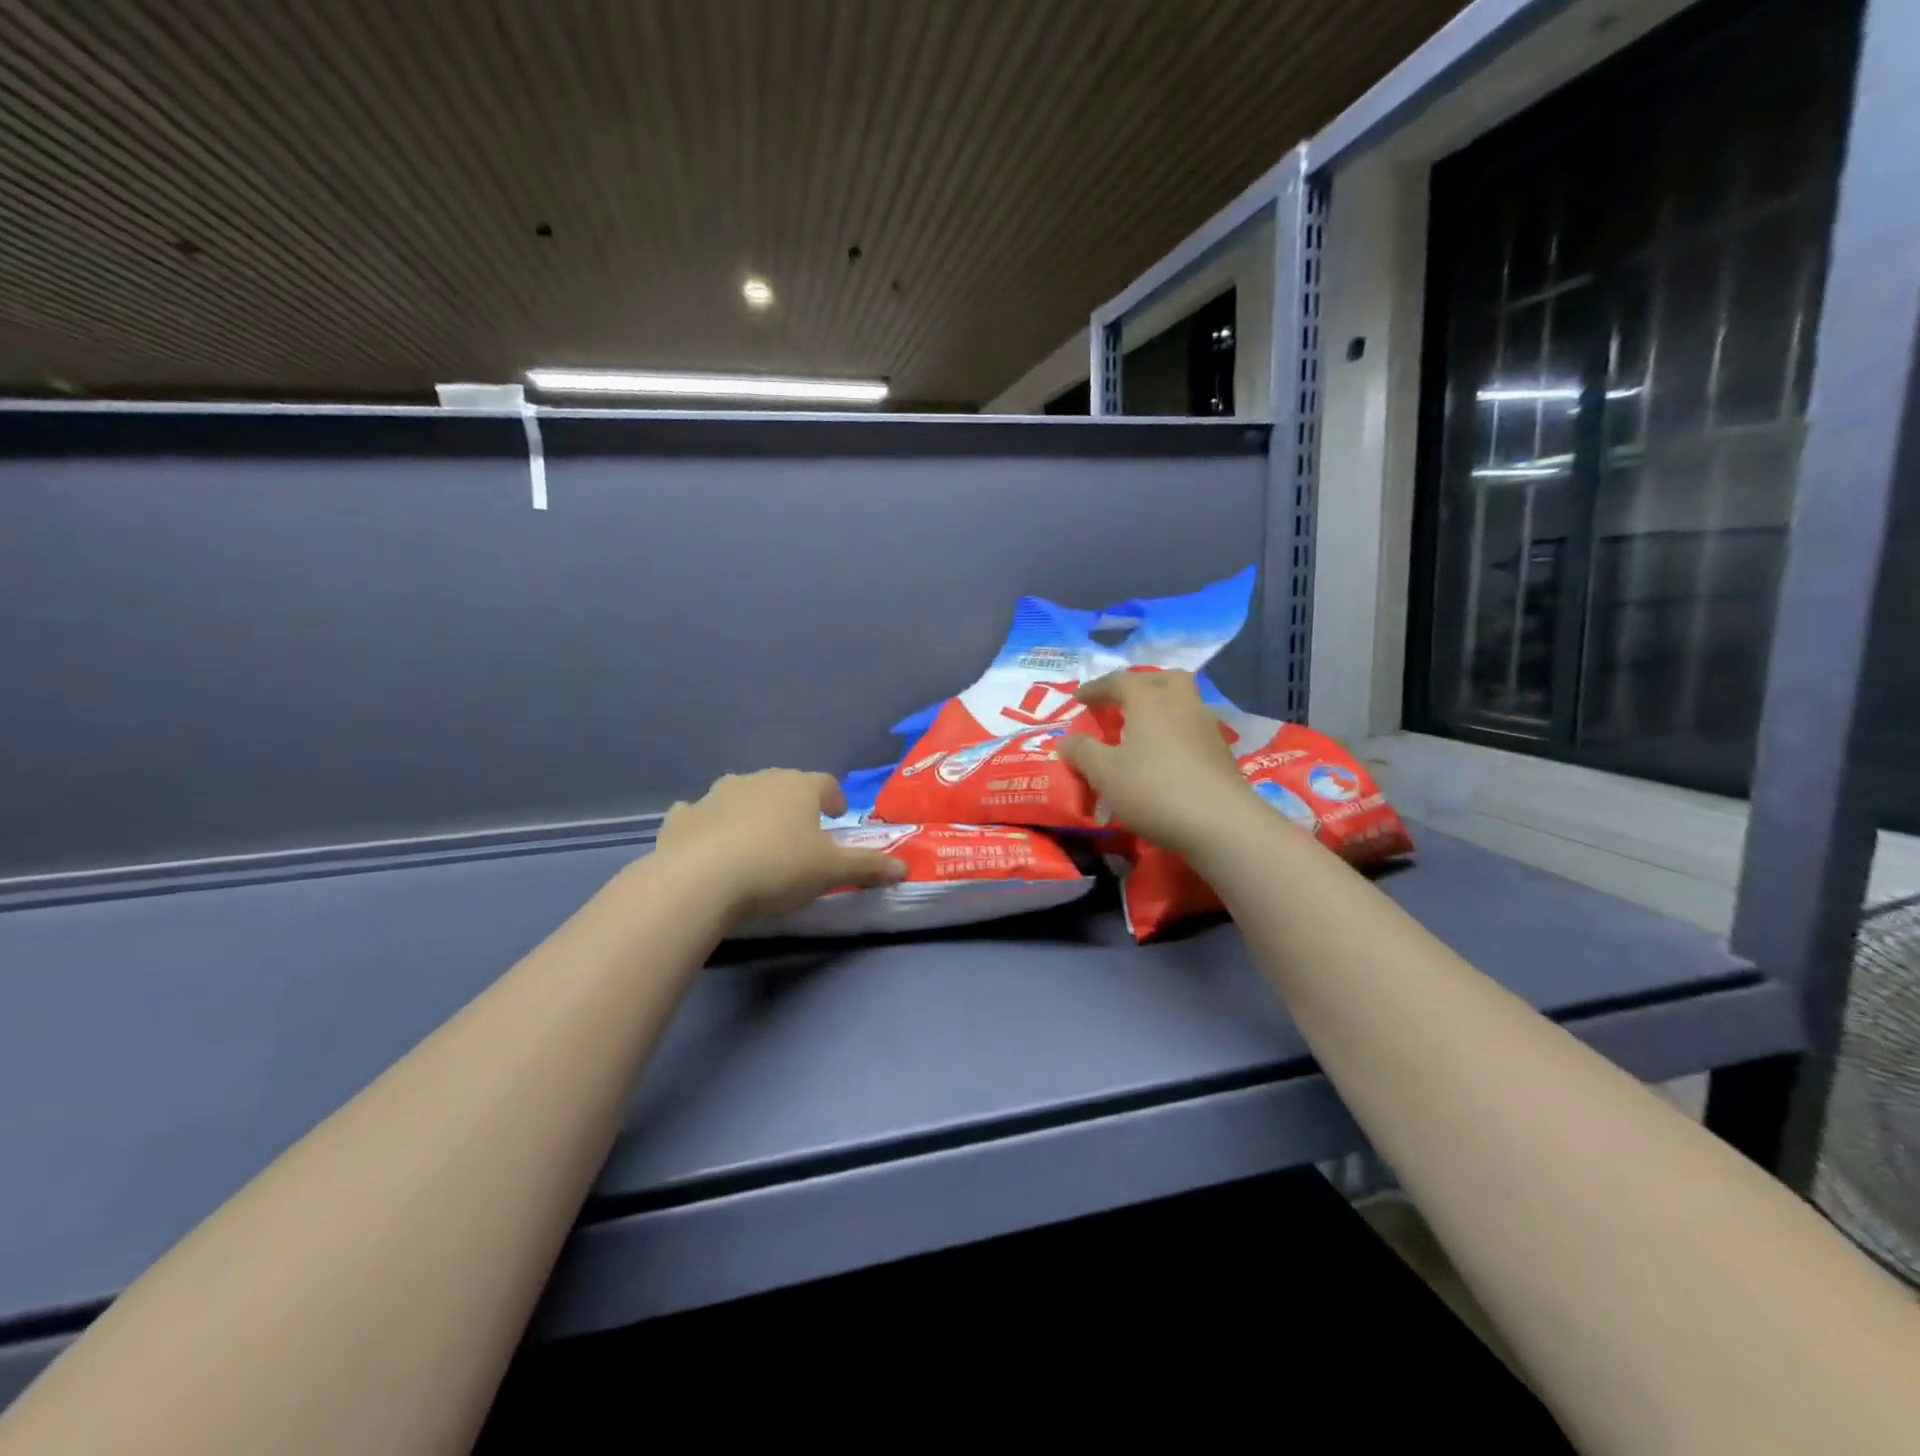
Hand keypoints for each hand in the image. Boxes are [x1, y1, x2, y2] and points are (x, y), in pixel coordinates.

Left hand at [654, 769, 906, 925]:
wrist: (699, 882)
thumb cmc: (777, 868)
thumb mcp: (831, 872)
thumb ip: (867, 866)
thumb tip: (904, 868)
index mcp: (797, 786)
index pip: (824, 783)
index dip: (833, 798)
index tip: (835, 816)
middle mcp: (757, 780)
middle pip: (782, 785)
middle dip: (792, 805)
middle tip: (798, 836)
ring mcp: (714, 795)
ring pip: (739, 795)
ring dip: (749, 812)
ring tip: (754, 843)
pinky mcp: (681, 817)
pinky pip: (699, 815)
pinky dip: (707, 825)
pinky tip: (707, 847)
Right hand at [1060, 670, 1254, 854]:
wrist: (1219, 822)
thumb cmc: (1153, 789)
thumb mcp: (1104, 773)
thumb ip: (1082, 752)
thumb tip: (1066, 740)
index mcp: (1149, 699)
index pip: (1118, 680)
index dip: (1095, 688)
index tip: (1078, 699)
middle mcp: (1181, 703)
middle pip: (1161, 679)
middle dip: (1139, 685)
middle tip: (1121, 702)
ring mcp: (1207, 726)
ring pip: (1183, 702)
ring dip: (1162, 708)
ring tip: (1143, 729)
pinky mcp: (1222, 752)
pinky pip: (1193, 728)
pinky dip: (1176, 732)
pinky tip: (1167, 755)